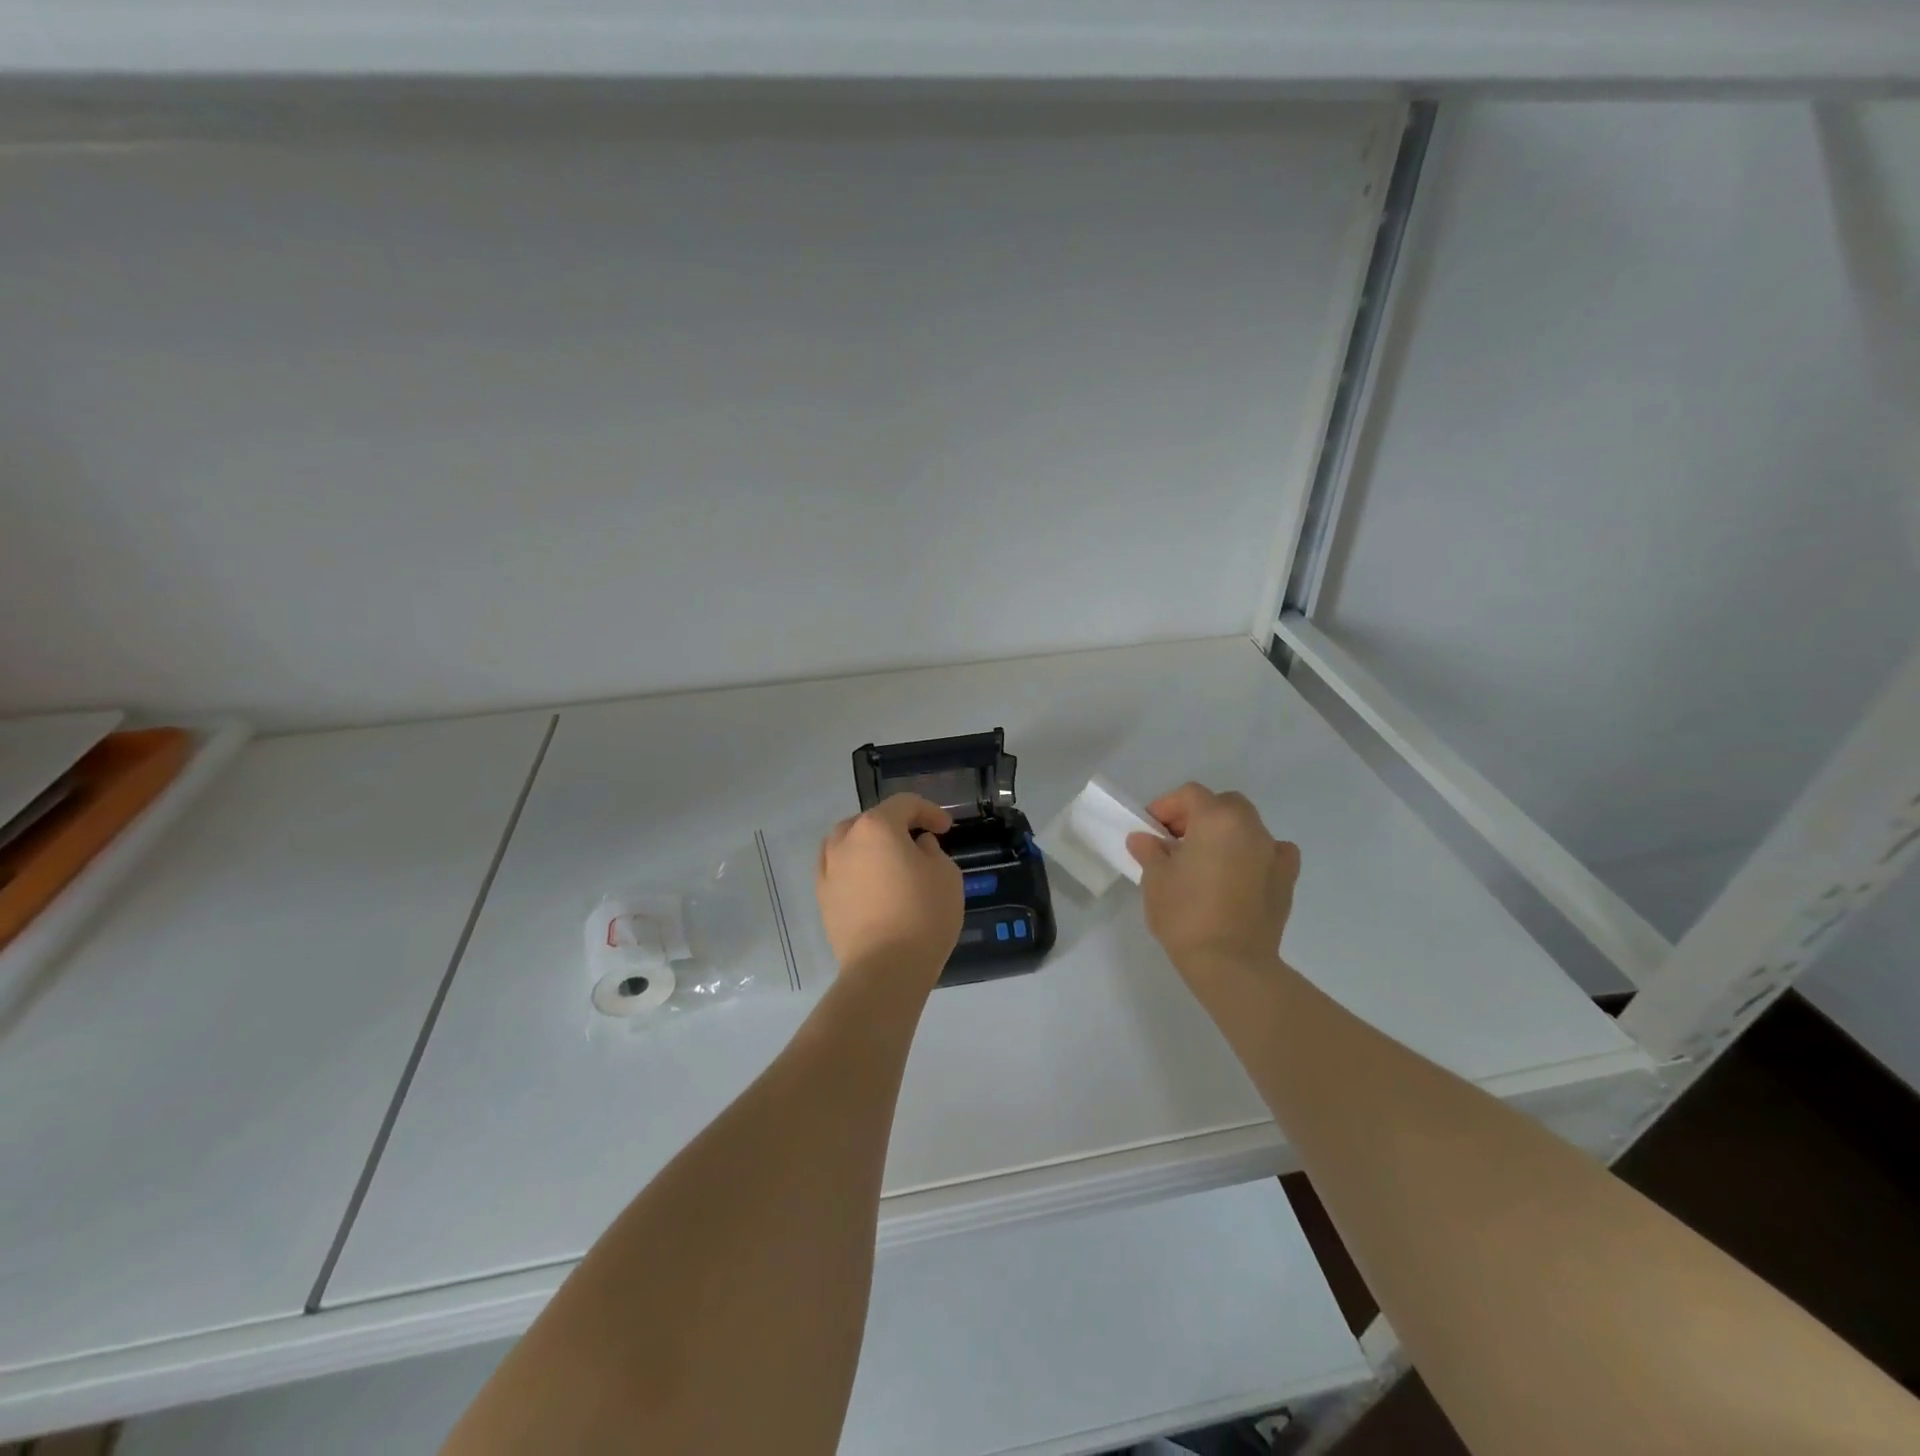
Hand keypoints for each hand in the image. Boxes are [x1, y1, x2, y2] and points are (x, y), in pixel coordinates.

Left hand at [817, 794, 964, 985]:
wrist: (885, 969)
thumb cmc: (923, 915)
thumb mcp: (946, 875)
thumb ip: (932, 851)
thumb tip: (916, 847)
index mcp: (876, 827)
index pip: (904, 804)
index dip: (929, 811)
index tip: (945, 829)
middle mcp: (845, 841)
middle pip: (871, 820)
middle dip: (896, 826)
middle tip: (918, 842)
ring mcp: (828, 870)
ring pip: (848, 843)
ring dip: (870, 845)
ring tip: (890, 861)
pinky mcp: (823, 898)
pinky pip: (839, 870)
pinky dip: (855, 868)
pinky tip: (871, 884)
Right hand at [1126, 782, 1299, 980]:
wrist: (1231, 964)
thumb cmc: (1186, 914)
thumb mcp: (1155, 879)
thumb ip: (1150, 851)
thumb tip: (1144, 839)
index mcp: (1217, 819)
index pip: (1190, 794)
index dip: (1166, 806)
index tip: (1151, 829)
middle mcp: (1250, 827)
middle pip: (1223, 804)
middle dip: (1198, 815)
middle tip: (1176, 841)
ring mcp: (1274, 852)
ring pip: (1247, 826)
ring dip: (1225, 834)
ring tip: (1206, 861)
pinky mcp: (1287, 879)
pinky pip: (1271, 852)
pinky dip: (1255, 854)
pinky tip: (1241, 873)